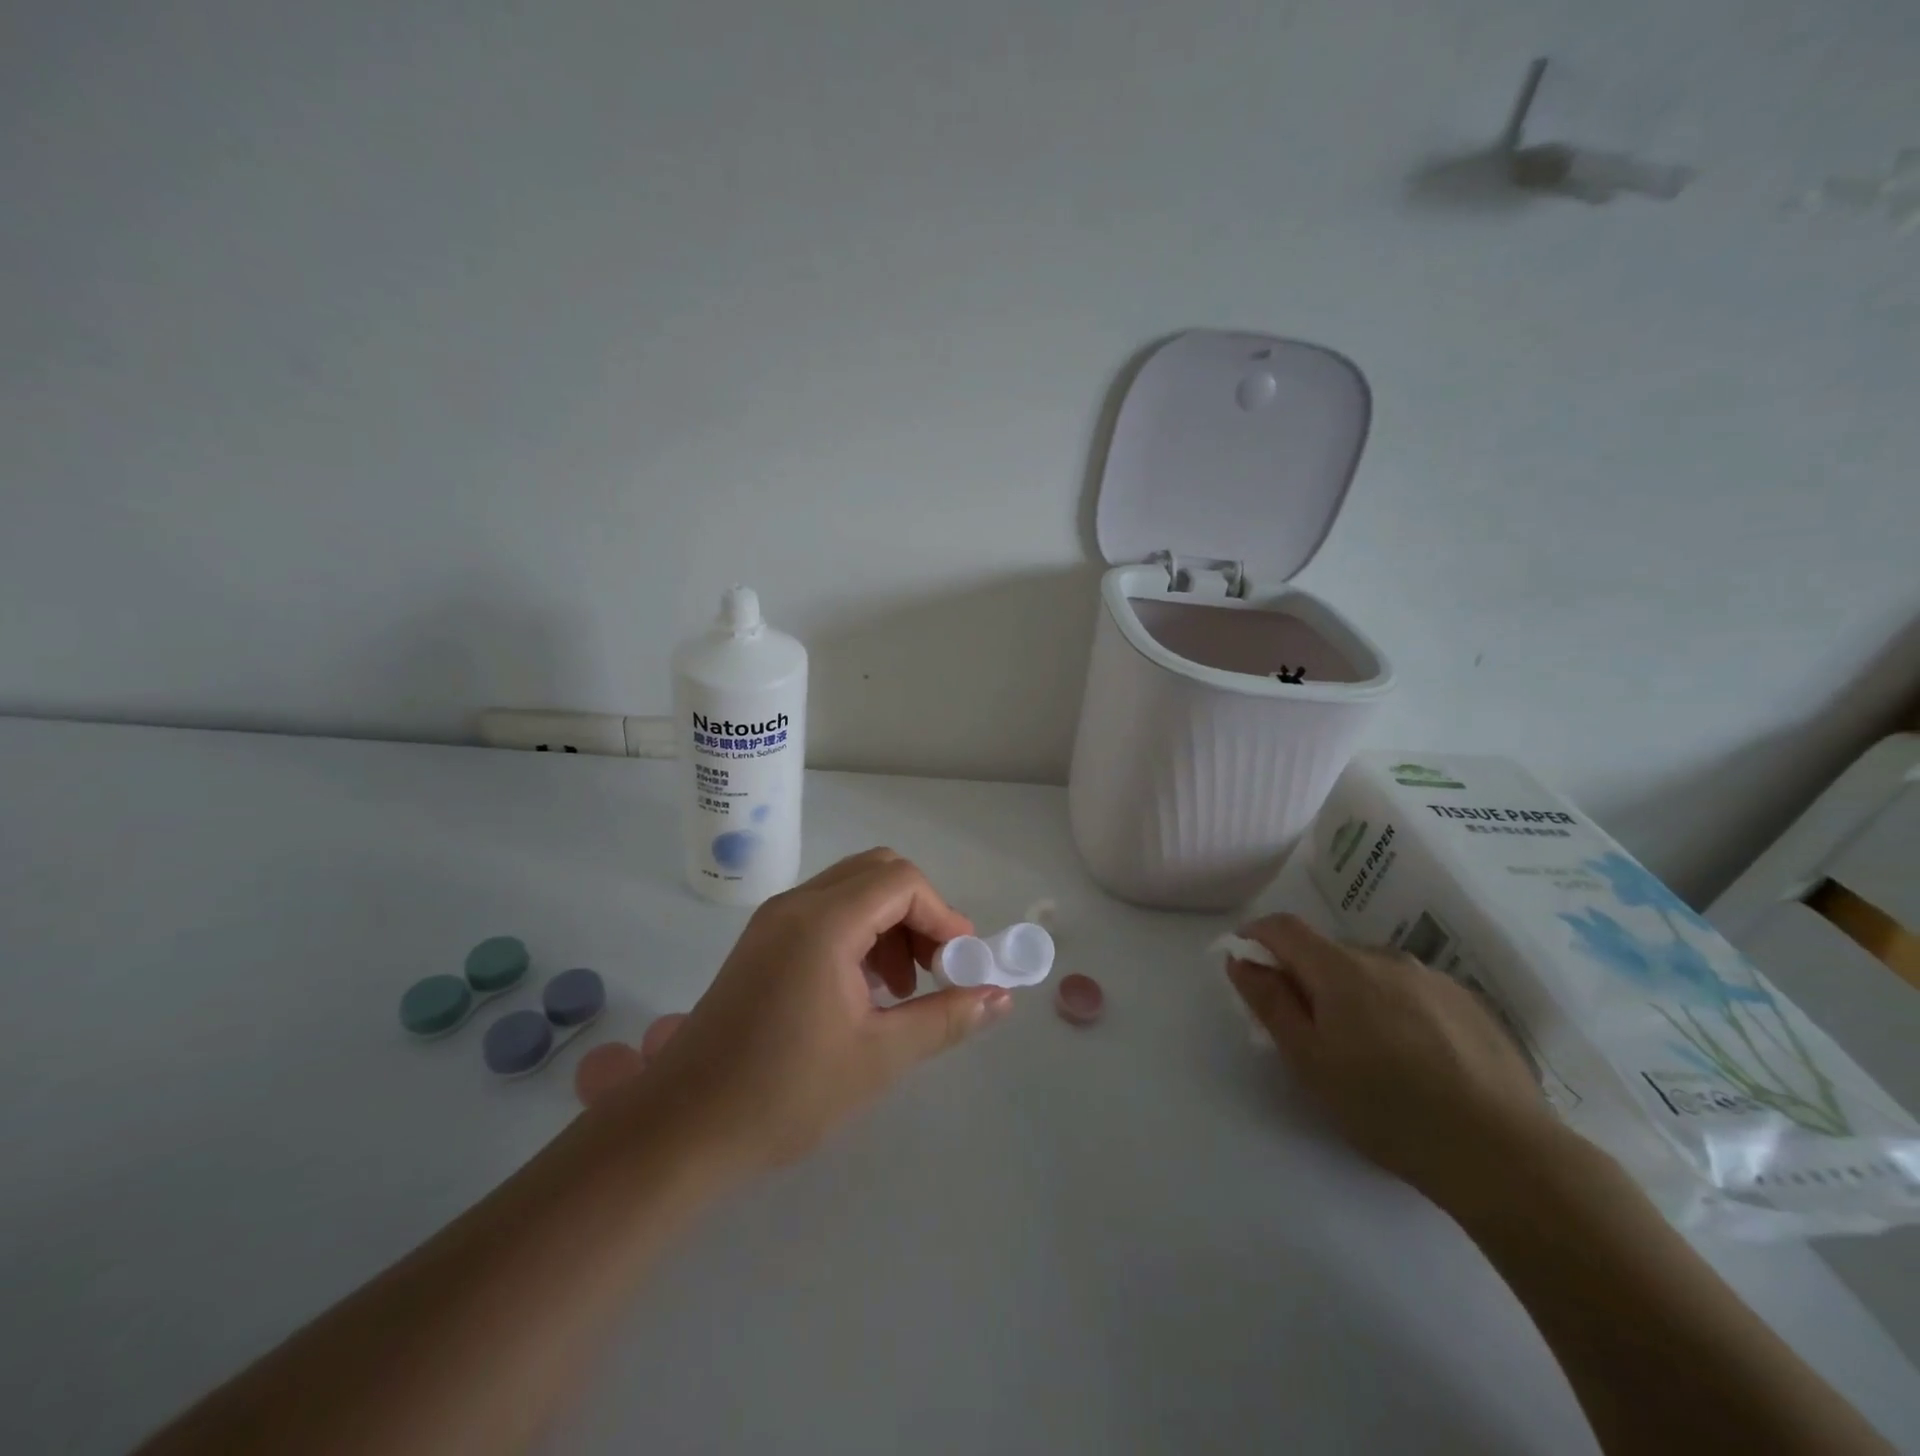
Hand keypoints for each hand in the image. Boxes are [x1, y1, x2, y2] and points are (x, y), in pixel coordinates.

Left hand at [601, 848, 1011, 1174]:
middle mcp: (796, 904)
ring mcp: (773, 920)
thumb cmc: (784, 1093)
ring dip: (890, 925)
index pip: (902, 881)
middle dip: (919, 913)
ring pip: (851, 891)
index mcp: (823, 921)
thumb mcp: (879, 1057)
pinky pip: (825, 913)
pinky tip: (864, 991)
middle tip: (937, 968)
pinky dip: (859, 935)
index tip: (962, 964)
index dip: (943, 915)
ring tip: (902, 988)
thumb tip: (1002, 996)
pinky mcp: (761, 942)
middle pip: (877, 873)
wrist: (680, 1131)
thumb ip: (946, 1017)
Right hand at [1226, 914, 1562, 1217]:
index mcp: (1341, 968)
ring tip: (1366, 1049)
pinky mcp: (1471, 1004)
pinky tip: (1413, 1057)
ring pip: (1373, 971)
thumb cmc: (1387, 1109)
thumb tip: (1241, 960)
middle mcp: (1386, 958)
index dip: (1257, 935)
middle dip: (1307, 975)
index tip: (1246, 959)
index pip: (1285, 928)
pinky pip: (1413, 990)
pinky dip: (1395, 1007)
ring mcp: (1434, 978)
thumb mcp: (1310, 1061)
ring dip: (1353, 992)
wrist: (1505, 1155)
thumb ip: (1270, 1003)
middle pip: (1330, 951)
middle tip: (1307, 1027)